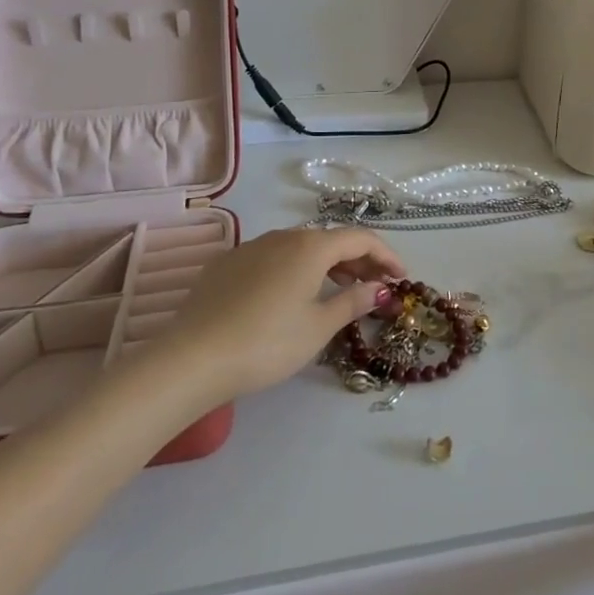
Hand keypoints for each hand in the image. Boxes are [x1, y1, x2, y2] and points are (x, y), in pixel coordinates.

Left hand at [160, 227, 406, 403]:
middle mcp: (283, 236)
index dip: (386, 255)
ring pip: (300, 247)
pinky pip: (272, 258)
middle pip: (330, 240)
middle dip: (358, 260)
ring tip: (339, 290)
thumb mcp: (318, 327)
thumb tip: (380, 288)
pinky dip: (294, 270)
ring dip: (326, 264)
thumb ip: (353, 301)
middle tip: (376, 286)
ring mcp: (251, 247)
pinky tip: (290, 296)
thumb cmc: (267, 343)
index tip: (401, 278)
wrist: (192, 358)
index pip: (360, 239)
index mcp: (311, 246)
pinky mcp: (226, 264)